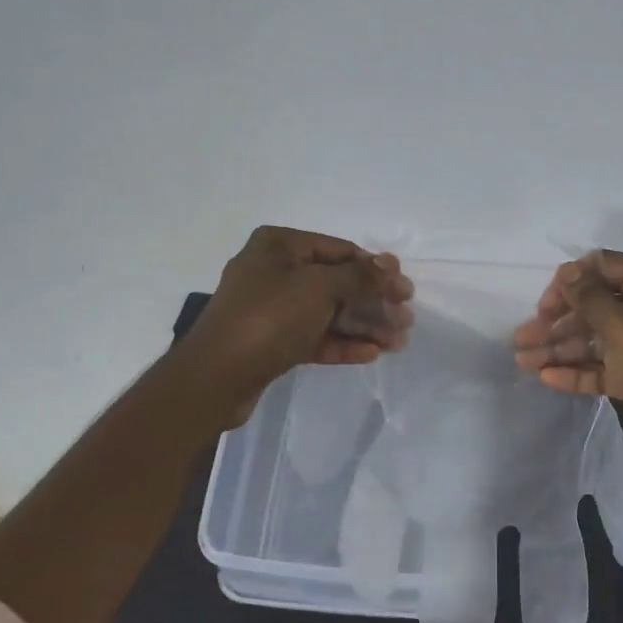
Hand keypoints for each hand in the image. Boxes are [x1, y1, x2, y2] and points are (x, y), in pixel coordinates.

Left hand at [182, 227, 413, 427]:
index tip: (406, 291)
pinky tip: (371, 354)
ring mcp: (272, 308)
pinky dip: (342, 343)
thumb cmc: (269, 319)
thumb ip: (359, 276)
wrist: (216, 377)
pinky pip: (314, 336)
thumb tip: (390, 264)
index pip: (340, 250)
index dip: (376, 270)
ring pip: (328, 312)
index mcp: (280, 246)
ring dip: (363, 326)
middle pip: (337, 283)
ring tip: (397, 343)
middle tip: (406, 321)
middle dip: (373, 303)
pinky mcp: (272, 341)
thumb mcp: (319, 289)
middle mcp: (274, 271)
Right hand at [512, 250, 622, 484]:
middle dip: (557, 321)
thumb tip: (569, 271)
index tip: (544, 306)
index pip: (604, 267)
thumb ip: (590, 298)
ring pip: (596, 340)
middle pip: (595, 306)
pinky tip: (547, 378)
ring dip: (560, 348)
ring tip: (522, 362)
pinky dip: (578, 370)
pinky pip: (605, 367)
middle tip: (522, 339)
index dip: (571, 281)